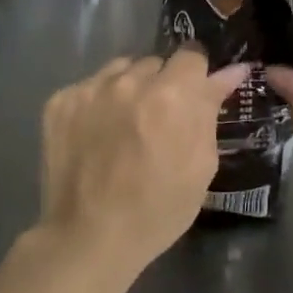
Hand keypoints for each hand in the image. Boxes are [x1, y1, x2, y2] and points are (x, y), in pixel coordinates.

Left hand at [38, 50, 249, 281]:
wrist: (89, 238)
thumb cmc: (158, 209)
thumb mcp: (201, 164)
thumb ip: (211, 109)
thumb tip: (231, 70)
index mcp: (173, 94)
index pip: (192, 54)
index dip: (195, 74)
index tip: (193, 95)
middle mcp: (130, 80)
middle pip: (155, 62)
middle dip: (162, 84)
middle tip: (158, 119)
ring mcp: (90, 87)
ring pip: (121, 70)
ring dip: (129, 88)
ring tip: (125, 125)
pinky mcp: (60, 100)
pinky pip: (90, 86)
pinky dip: (98, 103)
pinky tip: (96, 134)